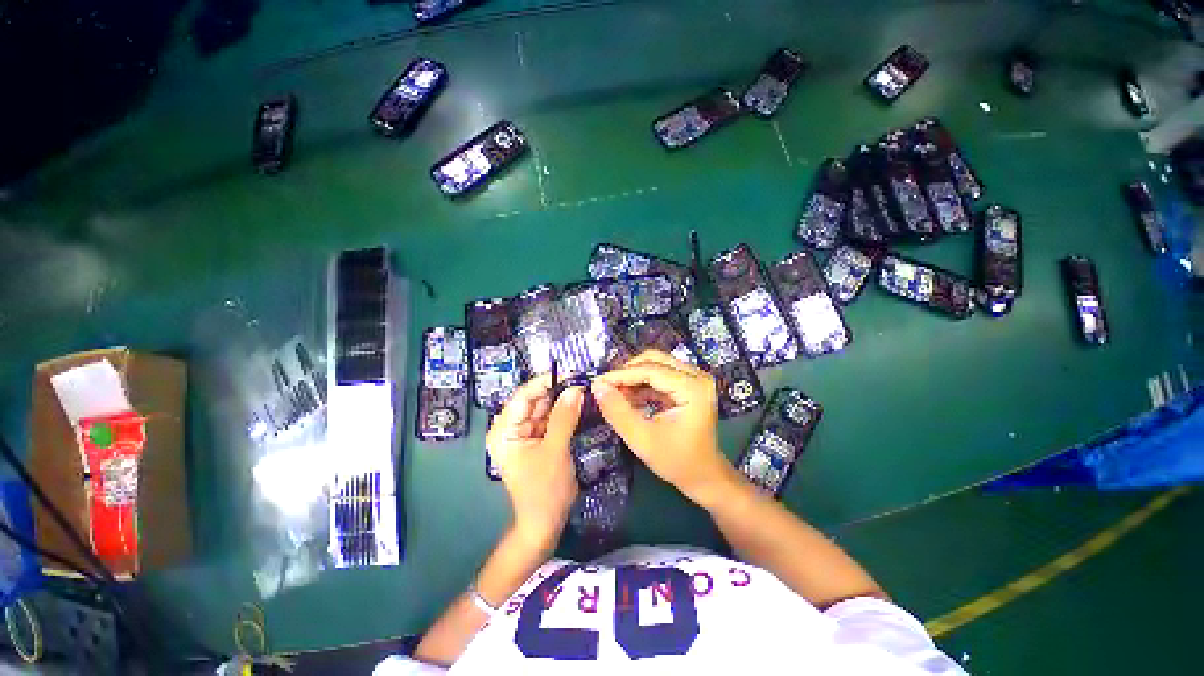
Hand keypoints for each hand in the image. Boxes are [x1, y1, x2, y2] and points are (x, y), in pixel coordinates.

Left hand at [486, 375, 583, 550]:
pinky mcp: (537, 440)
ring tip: (583, 386)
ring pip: (544, 408)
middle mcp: (511, 428)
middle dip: (557, 388)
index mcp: (504, 431)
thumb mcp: (555, 450)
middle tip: (582, 378)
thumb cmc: (544, 490)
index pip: (523, 396)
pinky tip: (578, 402)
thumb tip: (576, 388)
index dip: (545, 381)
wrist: (545, 524)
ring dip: (562, 398)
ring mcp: (524, 434)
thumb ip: (565, 417)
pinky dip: (564, 411)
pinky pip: (550, 419)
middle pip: (534, 400)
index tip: (570, 371)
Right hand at [591, 350, 735, 505]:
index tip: (596, 382)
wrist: (704, 476)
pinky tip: (627, 398)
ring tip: (614, 395)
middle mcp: (697, 376)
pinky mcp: (689, 385)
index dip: (621, 374)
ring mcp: (695, 379)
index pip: (650, 370)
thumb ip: (617, 411)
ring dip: (633, 378)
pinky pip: (660, 375)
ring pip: (656, 365)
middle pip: (654, 360)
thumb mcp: (642, 439)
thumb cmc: (676, 461)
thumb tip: (597, 386)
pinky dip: (642, 384)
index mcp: (693, 387)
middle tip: (605, 387)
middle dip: (627, 372)